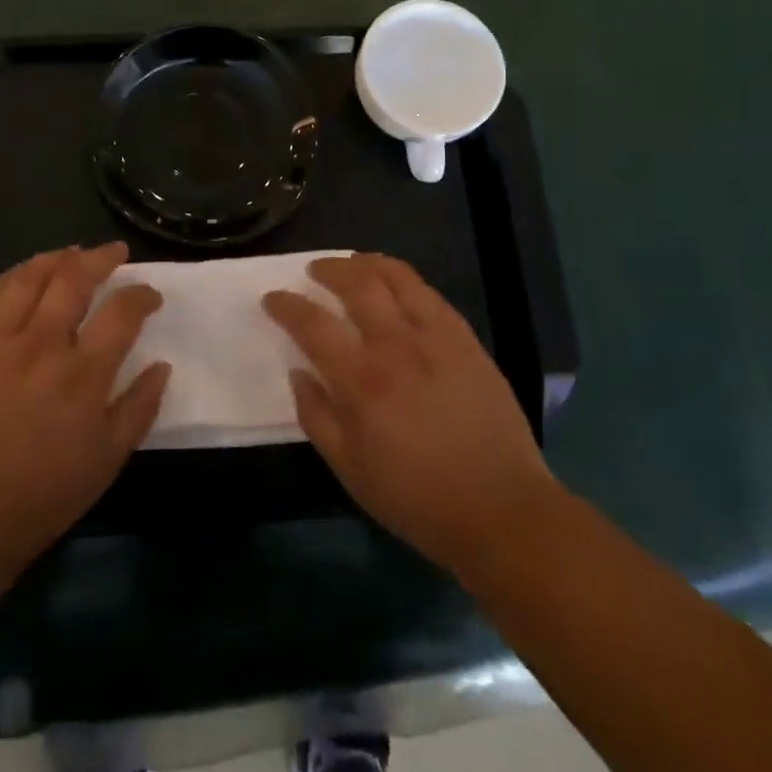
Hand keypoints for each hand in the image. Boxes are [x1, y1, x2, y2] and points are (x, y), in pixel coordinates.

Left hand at [0, 244, 168, 590]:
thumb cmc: (41, 496)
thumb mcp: (107, 461)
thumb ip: (139, 408)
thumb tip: (162, 366)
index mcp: (83, 374)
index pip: (122, 312)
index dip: (143, 295)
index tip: (150, 295)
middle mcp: (42, 345)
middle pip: (75, 279)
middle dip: (101, 257)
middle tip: (115, 252)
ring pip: (29, 278)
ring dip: (55, 258)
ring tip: (71, 253)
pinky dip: (9, 277)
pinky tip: (21, 276)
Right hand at [264, 254, 551, 577]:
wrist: (499, 508)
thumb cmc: (415, 497)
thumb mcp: (349, 469)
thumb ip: (316, 416)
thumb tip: (298, 373)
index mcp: (361, 380)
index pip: (313, 324)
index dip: (287, 305)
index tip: (273, 299)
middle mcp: (396, 345)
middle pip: (357, 283)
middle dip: (328, 269)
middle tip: (314, 272)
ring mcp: (436, 337)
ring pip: (397, 277)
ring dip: (367, 263)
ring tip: (353, 264)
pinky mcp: (466, 340)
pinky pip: (430, 294)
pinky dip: (405, 281)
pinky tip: (397, 288)